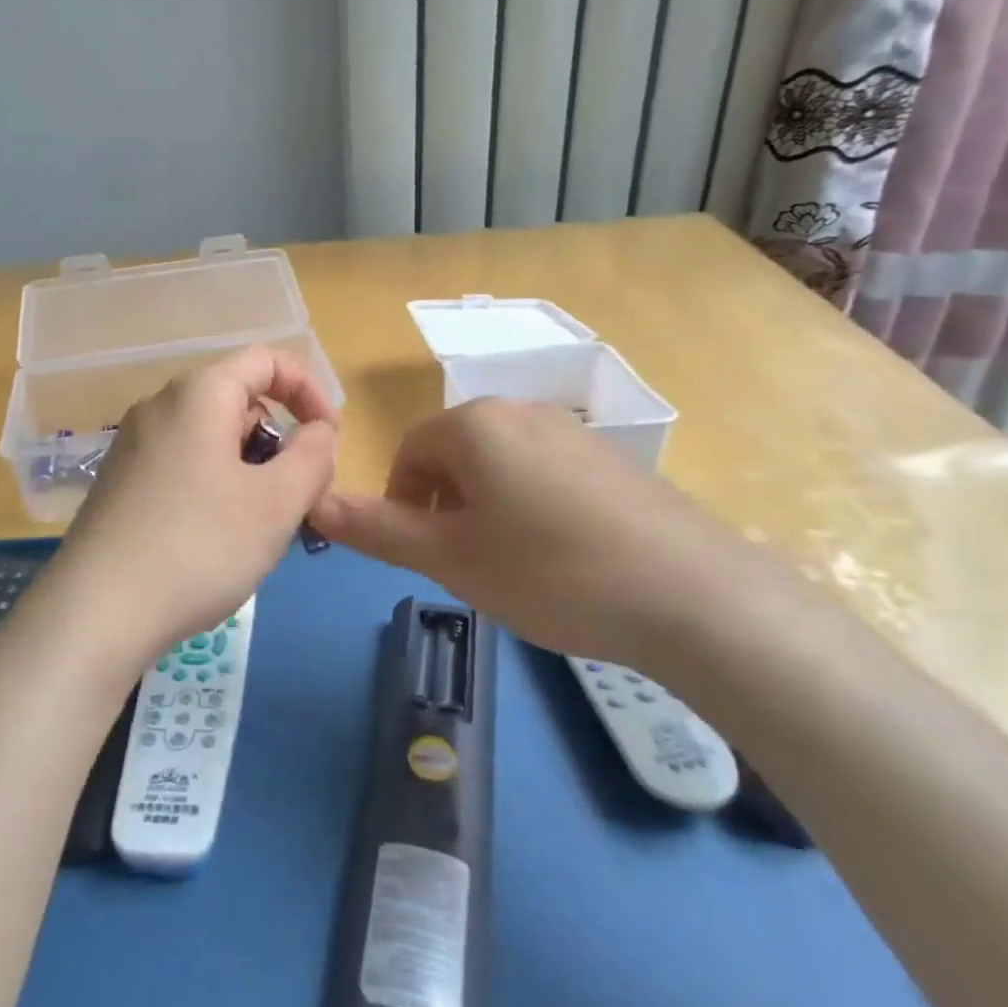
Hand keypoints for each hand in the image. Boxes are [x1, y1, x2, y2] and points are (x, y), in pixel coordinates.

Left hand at [51, 346, 338, 663]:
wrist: (96, 612)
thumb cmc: (199, 547)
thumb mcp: (277, 503)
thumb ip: (313, 456)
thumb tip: (318, 432)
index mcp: (199, 394)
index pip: (266, 360)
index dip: (309, 390)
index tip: (331, 438)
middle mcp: (159, 407)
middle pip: (238, 399)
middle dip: (279, 438)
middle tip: (297, 495)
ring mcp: (133, 445)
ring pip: (211, 437)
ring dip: (249, 468)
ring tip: (259, 525)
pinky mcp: (119, 482)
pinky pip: (183, 464)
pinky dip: (215, 485)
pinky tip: (214, 539)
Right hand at [307, 399, 788, 668]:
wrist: (692, 594)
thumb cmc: (549, 571)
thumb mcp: (451, 558)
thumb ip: (377, 528)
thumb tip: (315, 503)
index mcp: (475, 424)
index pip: (409, 451)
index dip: (402, 501)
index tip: (421, 551)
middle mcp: (521, 411)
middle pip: (455, 453)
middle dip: (444, 506)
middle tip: (463, 564)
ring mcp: (573, 431)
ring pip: (500, 465)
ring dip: (485, 508)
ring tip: (511, 565)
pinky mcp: (611, 458)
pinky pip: (545, 472)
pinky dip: (531, 507)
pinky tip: (561, 557)